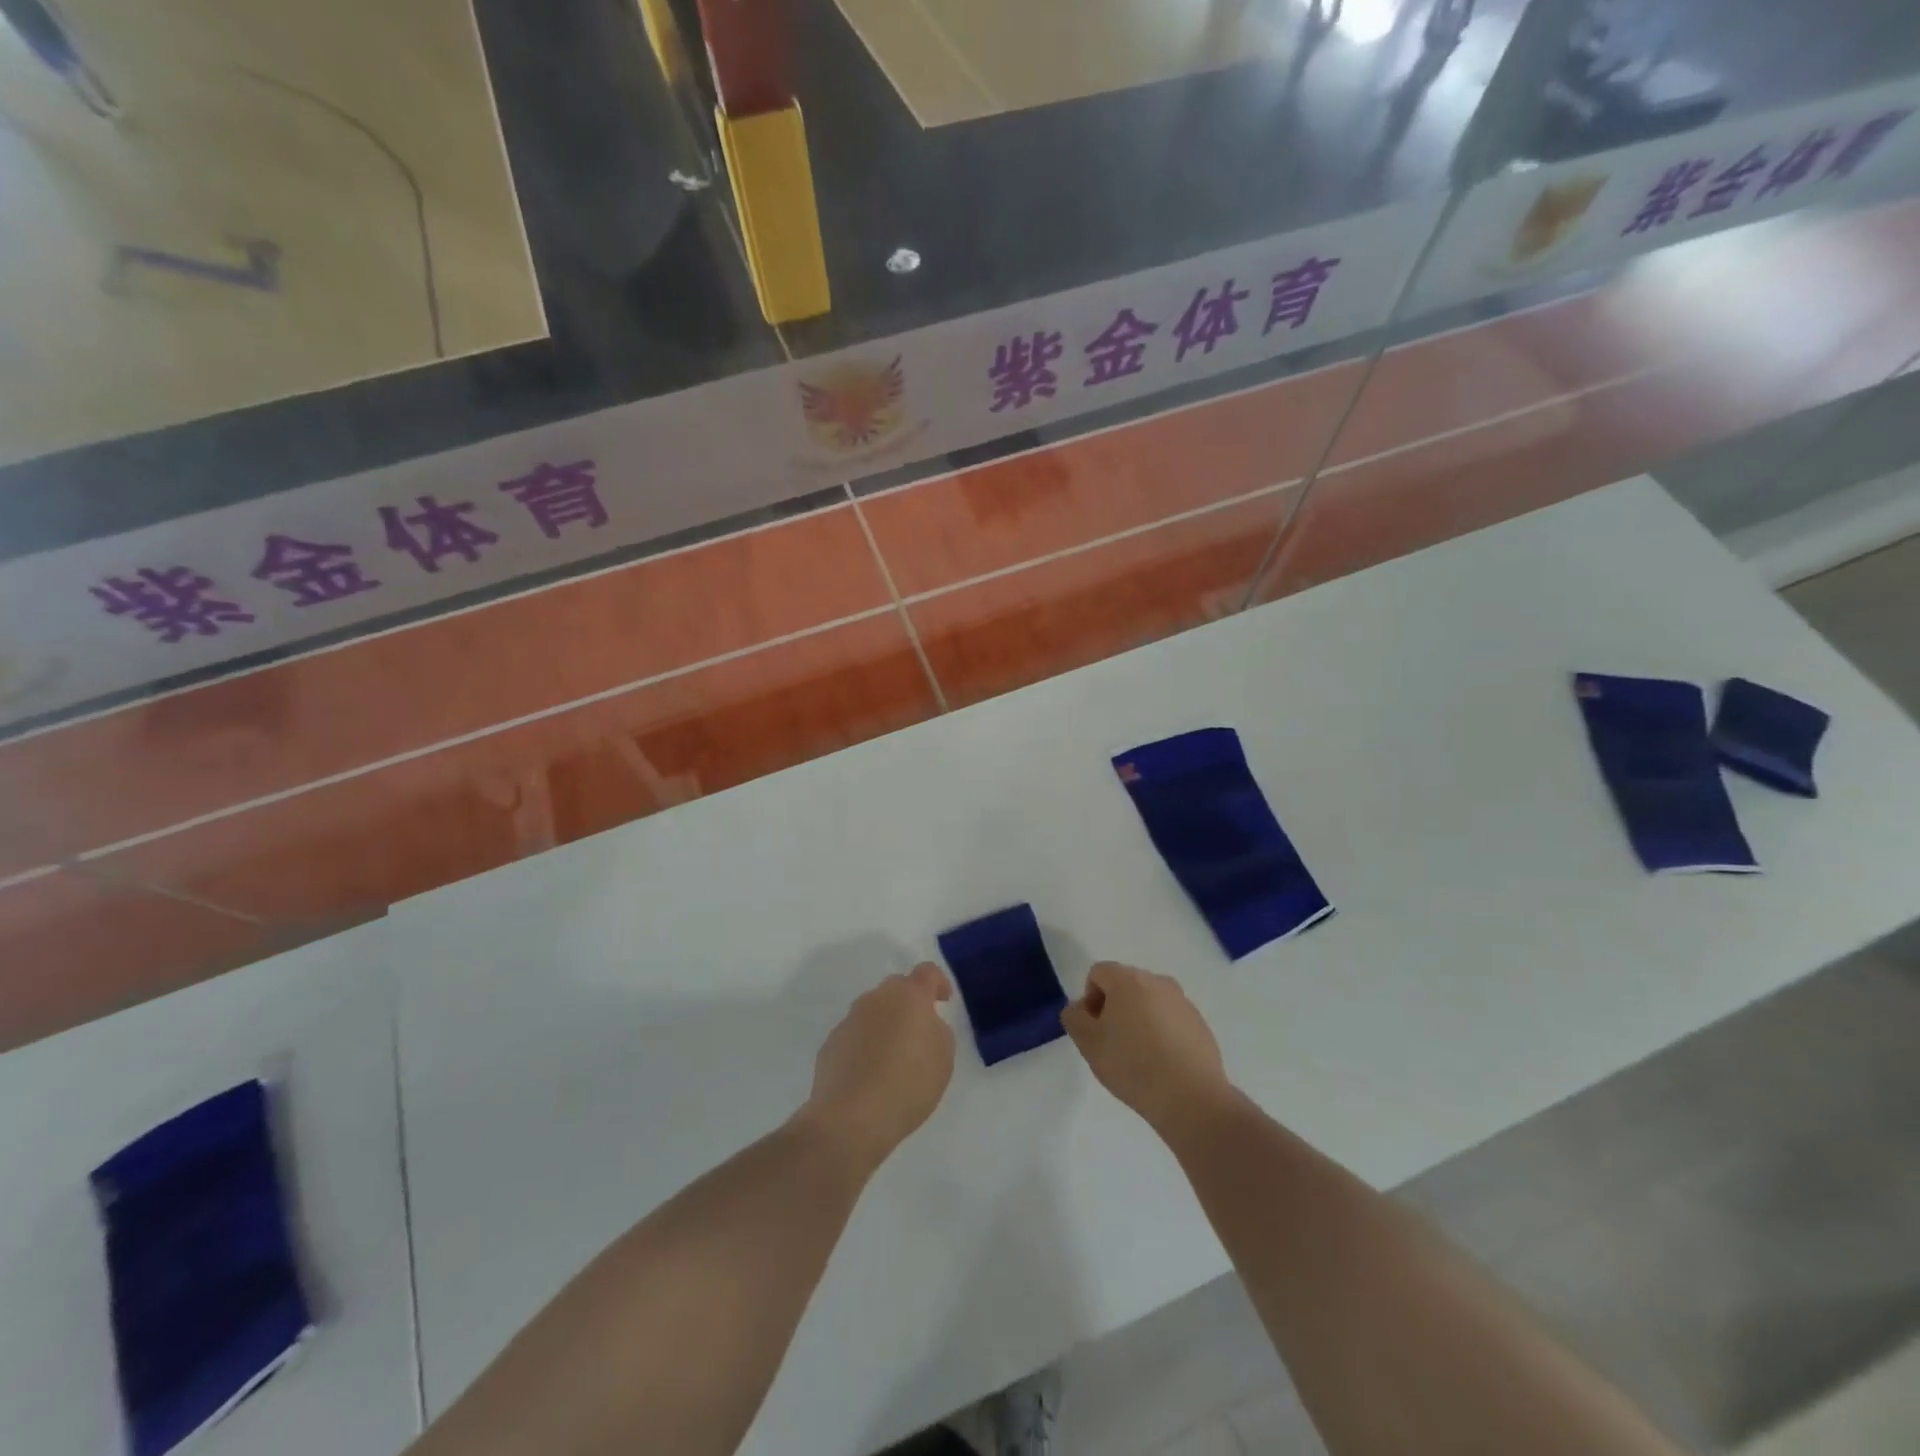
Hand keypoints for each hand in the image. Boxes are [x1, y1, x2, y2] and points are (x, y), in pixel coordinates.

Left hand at [801, 963, 954, 1173]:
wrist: (851, 1118)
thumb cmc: (908, 1084)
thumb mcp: (943, 1059)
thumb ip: (937, 1031)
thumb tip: (923, 1025)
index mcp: (909, 997)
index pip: (927, 972)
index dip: (938, 982)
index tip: (943, 1001)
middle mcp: (877, 999)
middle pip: (897, 987)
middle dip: (909, 1003)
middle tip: (918, 1031)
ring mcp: (850, 1019)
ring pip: (873, 1010)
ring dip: (885, 1023)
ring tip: (893, 1057)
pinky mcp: (831, 1042)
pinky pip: (855, 1034)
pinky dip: (865, 1045)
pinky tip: (870, 1073)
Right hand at [1062, 962, 1234, 1138]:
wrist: (1191, 1098)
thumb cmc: (1132, 1065)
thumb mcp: (1088, 1043)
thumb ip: (1074, 1018)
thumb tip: (1080, 1008)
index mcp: (1128, 979)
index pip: (1098, 973)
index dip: (1089, 999)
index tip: (1094, 1030)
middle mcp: (1158, 981)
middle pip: (1125, 985)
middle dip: (1114, 1008)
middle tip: (1112, 1044)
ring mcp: (1183, 1002)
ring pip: (1150, 1002)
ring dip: (1139, 1020)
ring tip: (1139, 1057)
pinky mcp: (1200, 1024)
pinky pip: (1171, 1019)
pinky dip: (1162, 1033)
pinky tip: (1162, 1064)